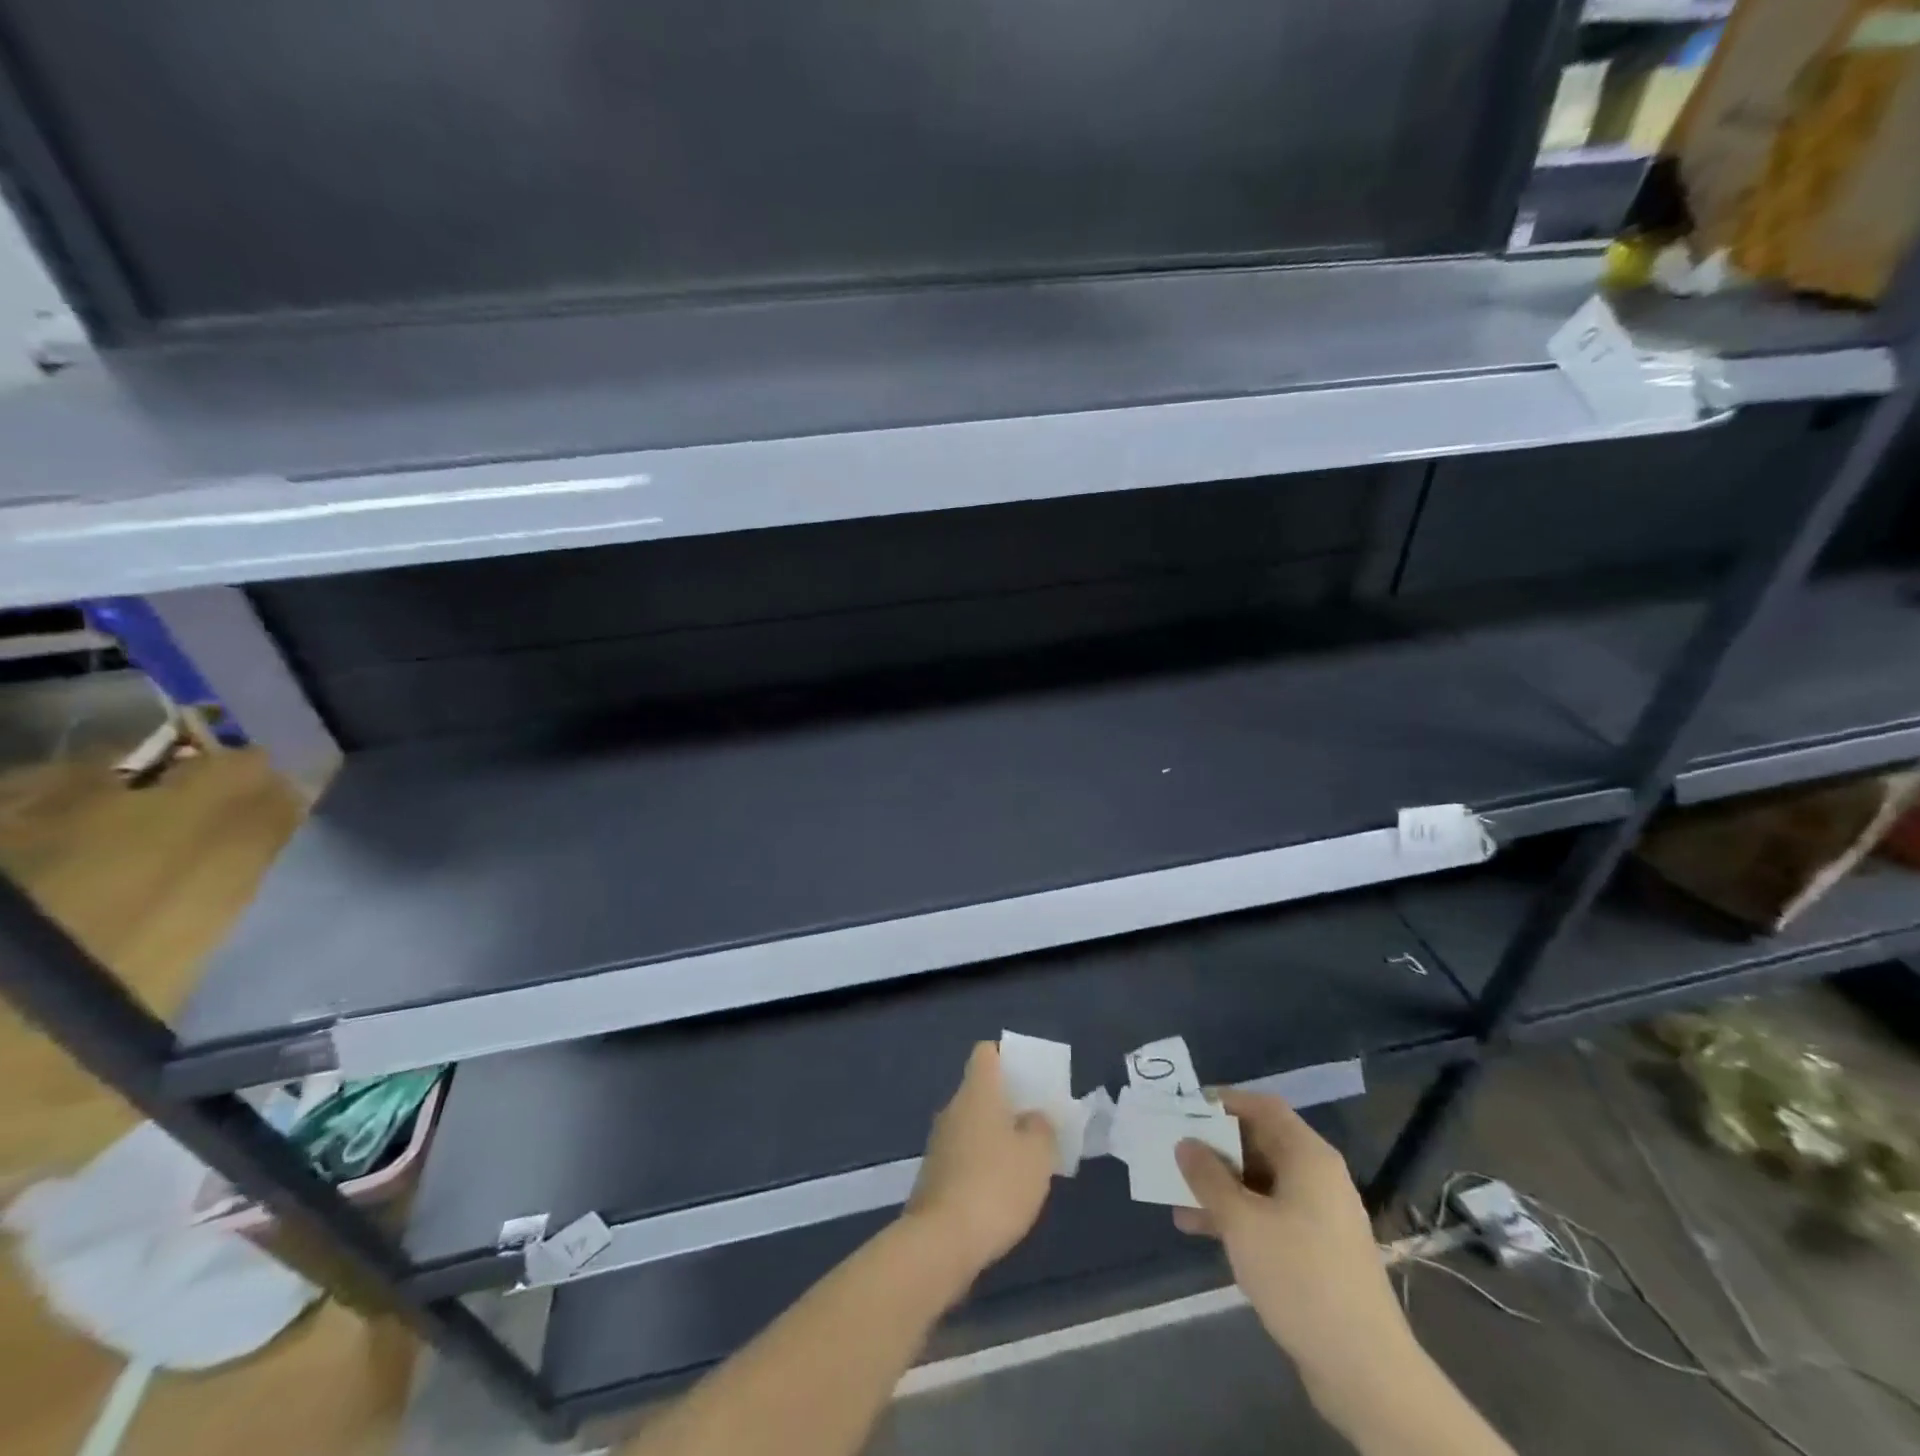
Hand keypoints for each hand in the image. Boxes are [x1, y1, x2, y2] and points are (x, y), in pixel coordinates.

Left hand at [906, 1042, 1057, 1279]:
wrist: (941, 1242)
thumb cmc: (995, 1185)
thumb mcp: (1037, 1155)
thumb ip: (1041, 1128)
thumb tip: (1033, 1117)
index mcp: (977, 1092)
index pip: (986, 1053)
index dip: (1008, 1057)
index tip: (1031, 1077)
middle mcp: (953, 1108)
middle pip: (981, 1090)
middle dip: (1009, 1102)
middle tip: (1038, 1122)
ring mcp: (940, 1142)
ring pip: (973, 1124)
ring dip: (997, 1135)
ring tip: (1026, 1159)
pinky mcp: (934, 1175)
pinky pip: (965, 1154)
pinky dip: (984, 1162)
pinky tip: (1002, 1189)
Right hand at [1174, 1091, 1415, 1419]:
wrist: (1365, 1371)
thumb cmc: (1301, 1276)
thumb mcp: (1242, 1222)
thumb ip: (1208, 1177)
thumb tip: (1185, 1143)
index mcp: (1308, 1157)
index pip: (1263, 1107)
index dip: (1224, 1101)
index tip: (1185, 1109)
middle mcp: (1317, 1178)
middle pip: (1260, 1143)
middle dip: (1215, 1147)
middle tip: (1174, 1150)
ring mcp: (1318, 1216)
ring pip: (1260, 1183)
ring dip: (1220, 1186)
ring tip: (1176, 1195)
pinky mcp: (1315, 1252)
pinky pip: (1268, 1216)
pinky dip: (1237, 1216)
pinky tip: (1201, 1231)